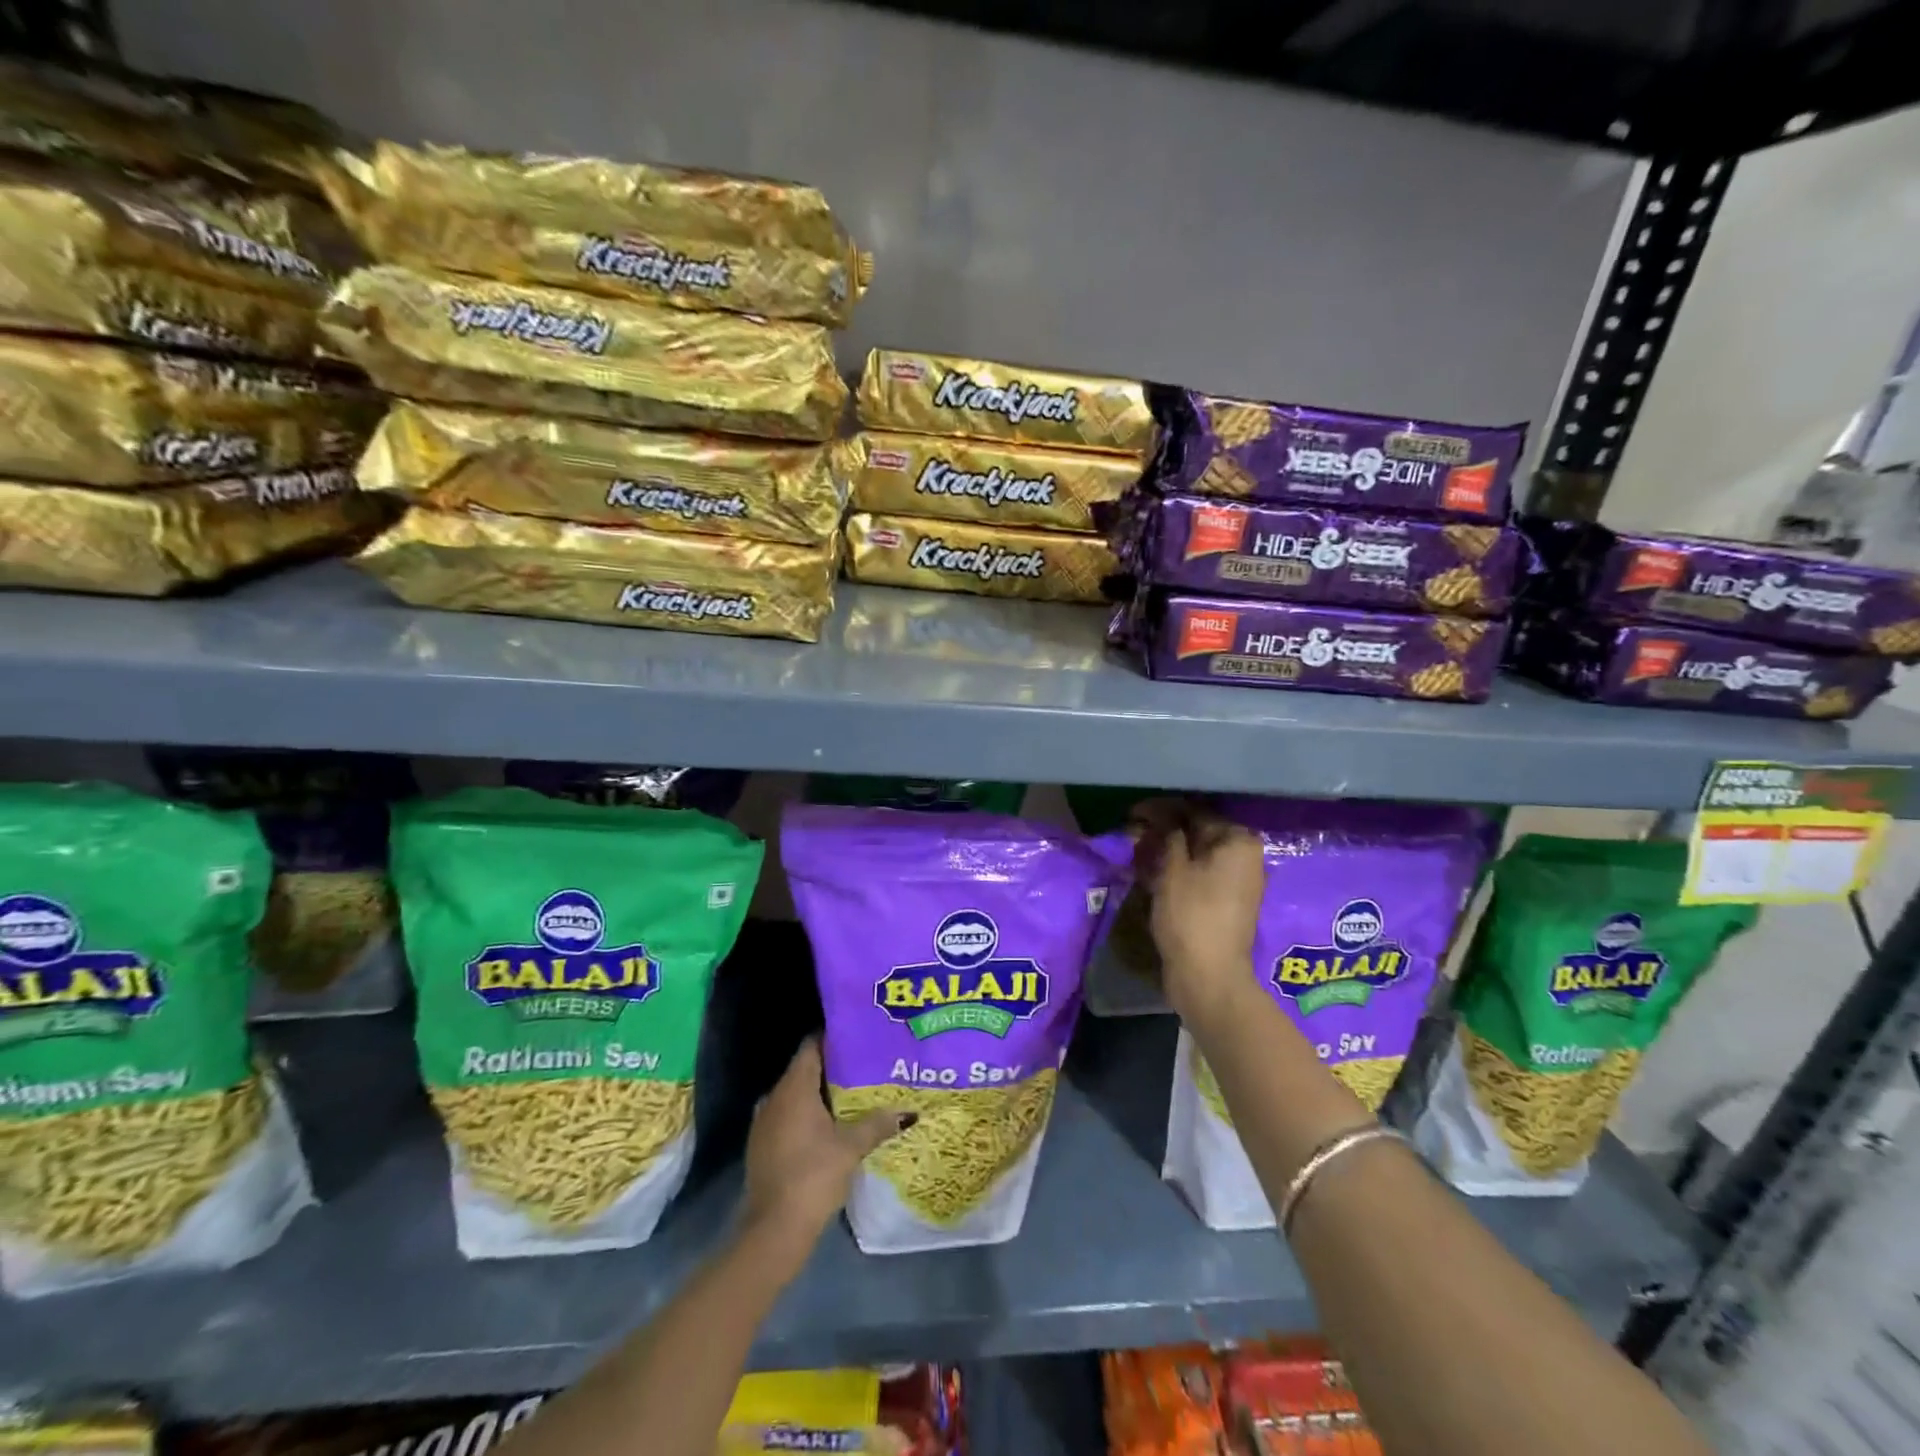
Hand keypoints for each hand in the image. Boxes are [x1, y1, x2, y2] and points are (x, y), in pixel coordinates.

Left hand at [741, 1037, 908, 1270]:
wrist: (774, 1230)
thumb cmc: (813, 1176)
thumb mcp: (851, 1147)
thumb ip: (877, 1124)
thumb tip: (907, 1112)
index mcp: (793, 1088)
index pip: (812, 1046)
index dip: (834, 1038)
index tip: (858, 1038)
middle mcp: (774, 1097)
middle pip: (805, 1070)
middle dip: (833, 1068)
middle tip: (864, 1066)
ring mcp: (764, 1122)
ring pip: (796, 1095)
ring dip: (820, 1094)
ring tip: (853, 1095)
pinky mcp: (762, 1145)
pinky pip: (788, 1116)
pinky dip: (807, 1115)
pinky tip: (830, 1126)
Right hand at [1130, 798, 1265, 1025]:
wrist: (1208, 976)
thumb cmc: (1191, 914)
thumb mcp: (1173, 868)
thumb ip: (1167, 834)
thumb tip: (1159, 815)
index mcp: (1238, 841)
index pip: (1195, 811)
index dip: (1161, 811)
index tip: (1132, 814)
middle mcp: (1245, 856)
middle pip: (1198, 832)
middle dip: (1164, 831)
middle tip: (1132, 835)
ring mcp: (1239, 880)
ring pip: (1197, 855)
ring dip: (1168, 851)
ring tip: (1138, 854)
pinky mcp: (1227, 901)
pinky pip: (1200, 875)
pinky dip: (1178, 871)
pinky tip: (1152, 873)